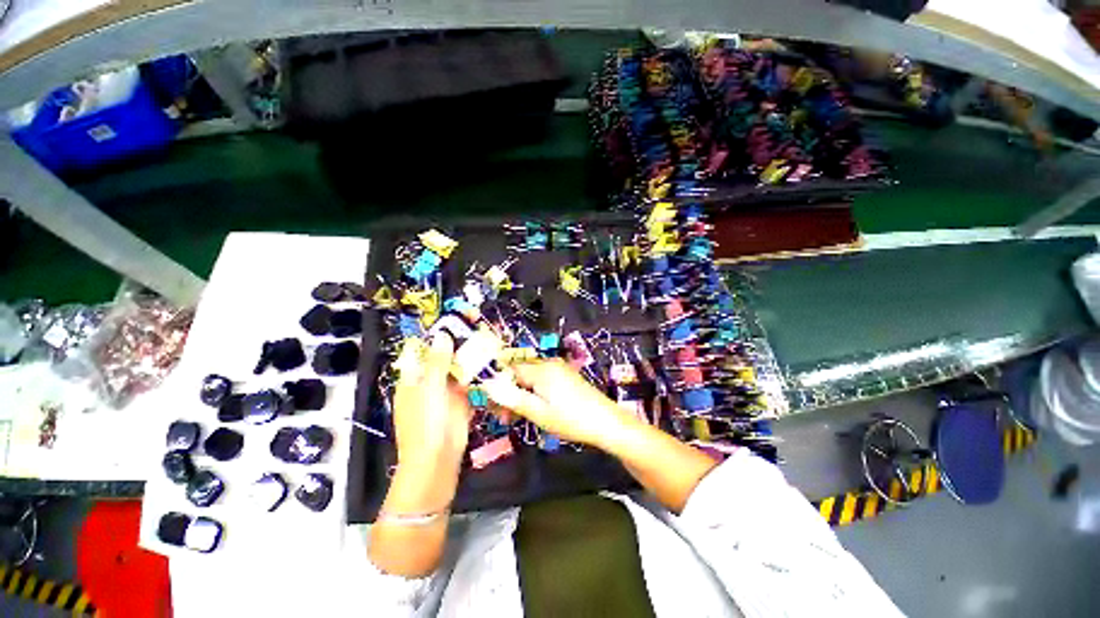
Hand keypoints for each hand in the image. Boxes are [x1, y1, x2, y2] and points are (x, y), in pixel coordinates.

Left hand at [392, 333, 472, 472]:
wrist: (438, 459)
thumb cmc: (426, 422)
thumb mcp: (429, 389)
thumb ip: (437, 362)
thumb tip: (442, 335)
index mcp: (413, 378)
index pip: (423, 351)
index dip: (436, 336)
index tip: (454, 321)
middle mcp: (429, 382)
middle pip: (443, 358)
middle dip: (457, 343)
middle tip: (477, 326)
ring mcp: (446, 391)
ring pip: (457, 368)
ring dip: (469, 356)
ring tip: (486, 338)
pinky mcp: (461, 400)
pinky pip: (469, 382)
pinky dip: (477, 372)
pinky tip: (489, 360)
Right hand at [486, 359, 636, 448]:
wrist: (606, 422)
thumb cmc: (570, 419)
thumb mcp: (538, 412)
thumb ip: (511, 398)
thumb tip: (487, 385)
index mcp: (541, 369)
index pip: (509, 370)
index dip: (498, 387)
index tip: (494, 408)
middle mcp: (549, 364)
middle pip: (520, 373)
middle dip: (509, 393)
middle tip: (505, 417)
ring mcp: (560, 369)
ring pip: (531, 379)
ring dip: (521, 395)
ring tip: (519, 417)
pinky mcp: (567, 377)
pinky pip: (543, 381)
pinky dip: (535, 393)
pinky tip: (536, 409)